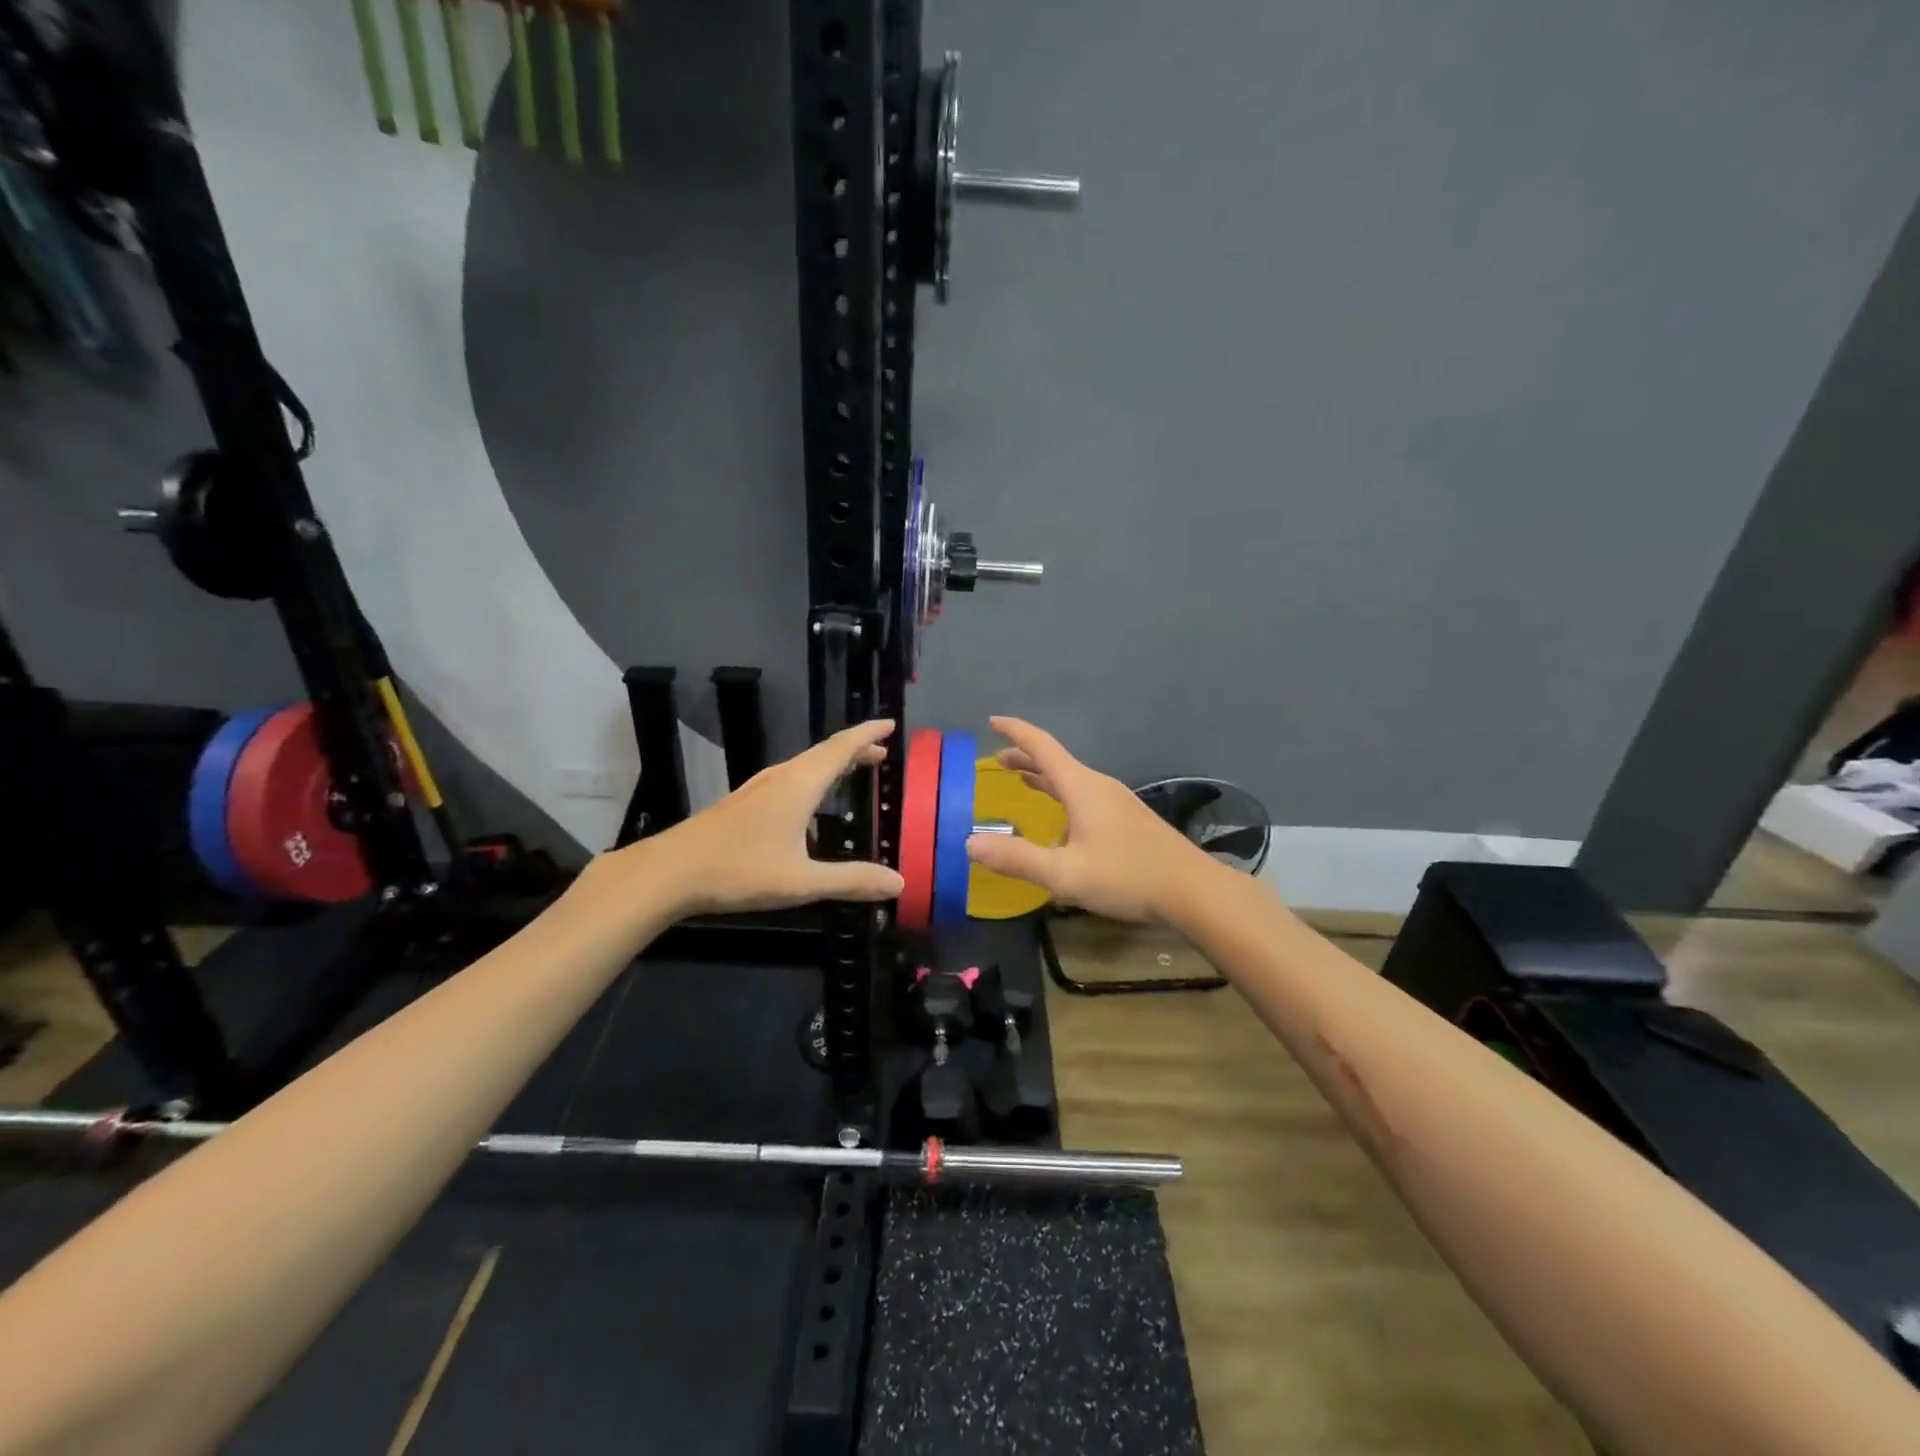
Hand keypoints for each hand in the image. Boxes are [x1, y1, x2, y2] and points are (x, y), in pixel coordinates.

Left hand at [598, 720, 905, 919]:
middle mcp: (780, 778)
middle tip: (881, 752)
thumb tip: (899, 883)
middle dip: (854, 750)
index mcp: (799, 785)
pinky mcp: (742, 804)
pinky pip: (789, 780)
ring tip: (851, 770)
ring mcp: (757, 790)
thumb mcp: (802, 882)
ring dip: (831, 764)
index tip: (890, 725)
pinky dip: (811, 779)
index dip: (867, 734)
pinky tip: (807, 806)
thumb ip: (851, 880)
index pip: (841, 748)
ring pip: (804, 766)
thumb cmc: (740, 871)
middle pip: (824, 754)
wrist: (669, 873)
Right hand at [964, 717, 1217, 923]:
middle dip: (1025, 758)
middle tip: (998, 760)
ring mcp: (1117, 803)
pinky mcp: (1128, 821)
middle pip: (1056, 763)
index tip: (992, 720)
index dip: (1016, 732)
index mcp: (1082, 788)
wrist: (1193, 891)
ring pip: (1072, 781)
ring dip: (1044, 778)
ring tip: (1023, 782)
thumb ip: (1017, 859)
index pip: (1042, 747)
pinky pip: (1085, 798)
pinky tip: (1061, 823)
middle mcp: (1099, 787)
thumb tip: (969, 843)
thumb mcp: (1065, 874)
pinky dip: (1062, 796)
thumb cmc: (1127, 876)